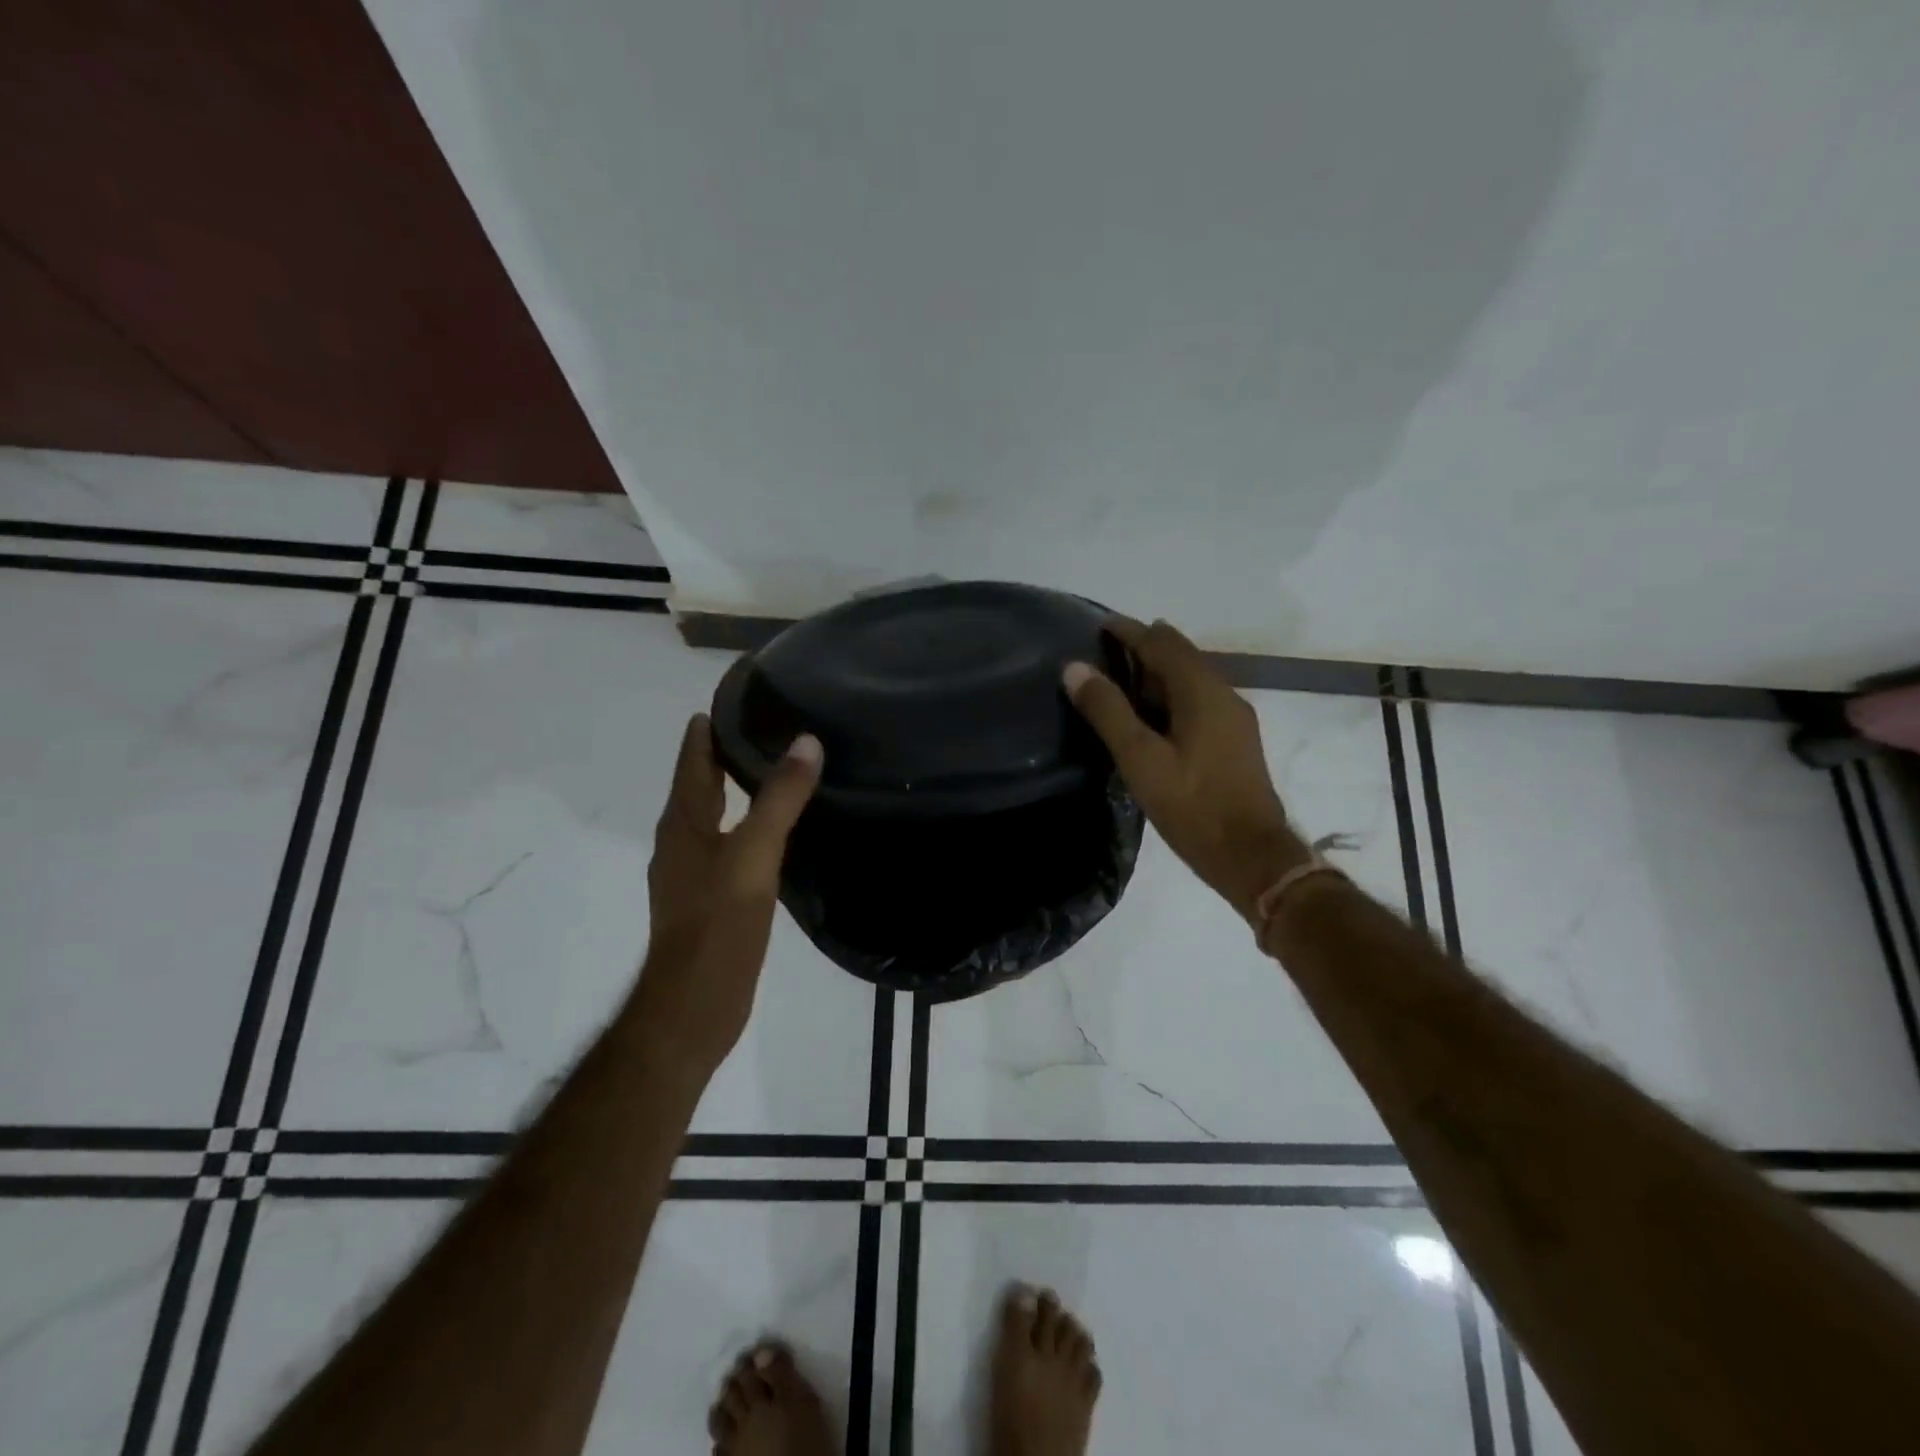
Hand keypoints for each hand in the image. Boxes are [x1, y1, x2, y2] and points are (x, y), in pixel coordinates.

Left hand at [629, 715, 821, 1079]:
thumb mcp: (754, 854)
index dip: (709, 727)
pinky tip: (775, 833)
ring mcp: (693, 873)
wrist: (694, 1007)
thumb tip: (806, 741)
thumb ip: (779, 799)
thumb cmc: (717, 924)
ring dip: (736, 790)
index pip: (693, 759)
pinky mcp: (711, 899)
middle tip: (768, 727)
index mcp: (683, 823)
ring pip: (715, 816)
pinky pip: (728, 845)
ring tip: (776, 770)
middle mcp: (681, 842)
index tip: (739, 698)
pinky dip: (747, 825)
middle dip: (725, 754)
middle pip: (701, 784)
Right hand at [1065, 618, 1310, 925]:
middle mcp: (1223, 693)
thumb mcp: (1140, 759)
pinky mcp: (1235, 740)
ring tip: (1122, 679)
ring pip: (1192, 678)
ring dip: (1158, 671)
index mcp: (1202, 691)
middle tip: (1106, 651)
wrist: (1251, 855)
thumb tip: (1075, 668)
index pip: (1162, 643)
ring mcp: (1234, 717)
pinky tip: (1153, 716)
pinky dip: (1172, 694)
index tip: (1100, 624)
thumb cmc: (1192, 806)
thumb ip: (1107, 711)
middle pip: (1181, 655)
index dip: (1129, 631)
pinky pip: (1199, 699)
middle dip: (1145, 646)